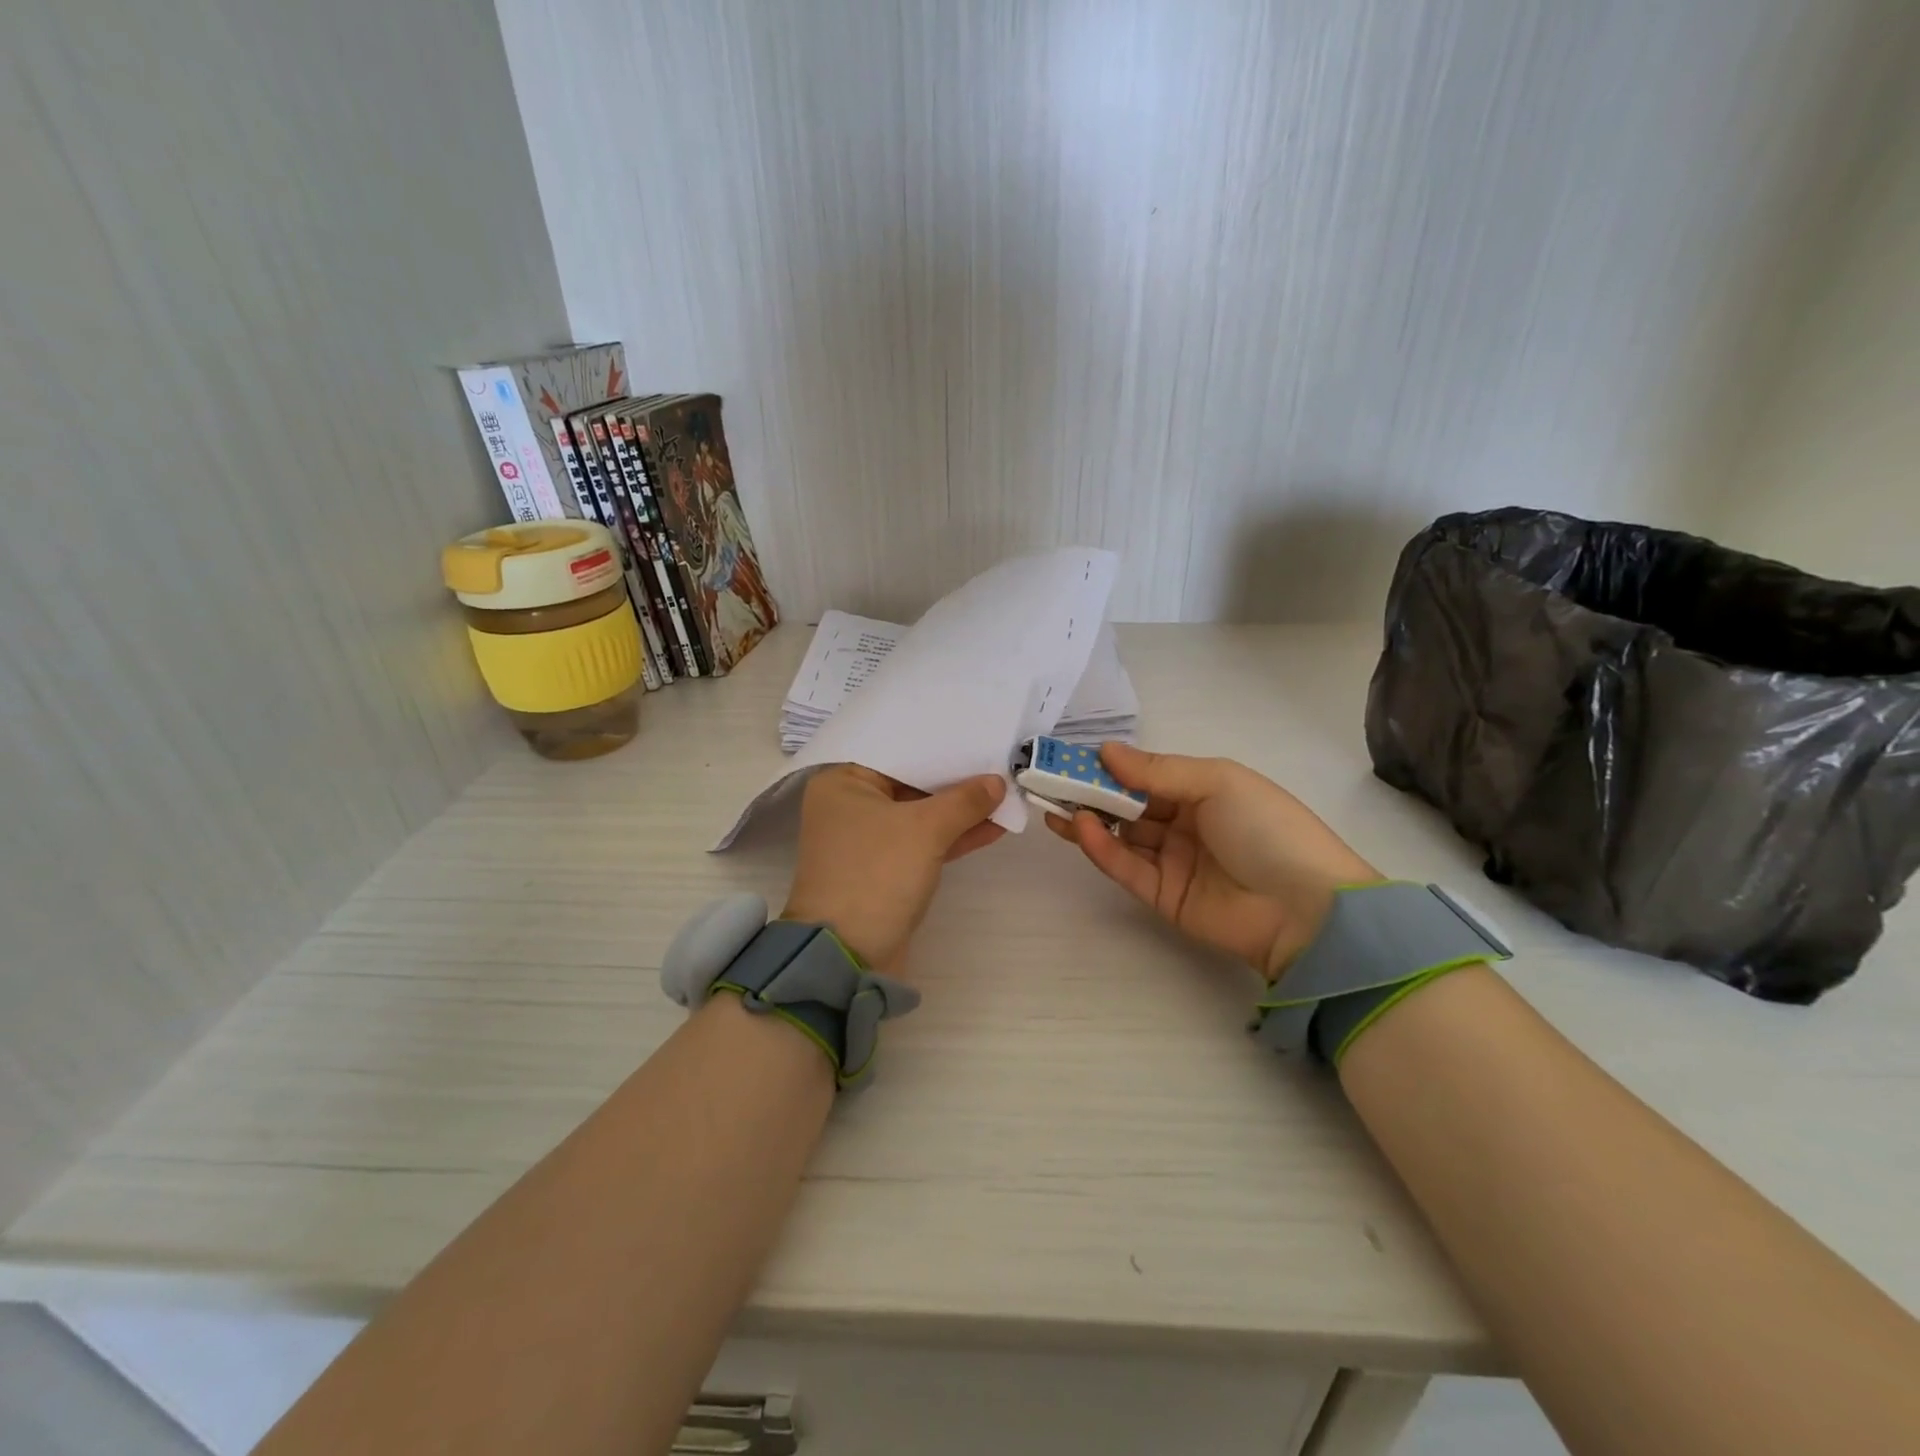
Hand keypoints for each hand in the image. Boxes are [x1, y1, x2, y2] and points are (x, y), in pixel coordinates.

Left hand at [783, 764, 1006, 972]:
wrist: (848, 956)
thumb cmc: (877, 874)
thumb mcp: (925, 830)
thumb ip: (964, 801)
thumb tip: (997, 782)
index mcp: (843, 782)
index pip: (898, 751)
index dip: (940, 744)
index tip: (977, 734)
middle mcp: (851, 805)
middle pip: (911, 782)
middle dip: (955, 778)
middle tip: (999, 761)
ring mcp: (868, 840)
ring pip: (921, 814)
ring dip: (960, 810)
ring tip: (1006, 793)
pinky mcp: (886, 868)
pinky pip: (923, 842)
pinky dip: (953, 836)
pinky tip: (994, 826)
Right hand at [1046, 743, 1378, 980]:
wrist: (1306, 909)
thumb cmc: (1266, 828)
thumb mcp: (1217, 782)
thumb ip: (1157, 770)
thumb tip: (1105, 750)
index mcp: (1203, 790)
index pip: (1146, 775)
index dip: (1111, 765)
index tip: (1072, 755)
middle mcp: (1185, 823)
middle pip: (1129, 805)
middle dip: (1091, 791)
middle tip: (1049, 779)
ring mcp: (1172, 861)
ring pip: (1121, 837)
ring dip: (1089, 819)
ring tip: (1052, 803)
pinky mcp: (1162, 896)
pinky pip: (1126, 868)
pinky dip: (1102, 849)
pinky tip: (1081, 828)